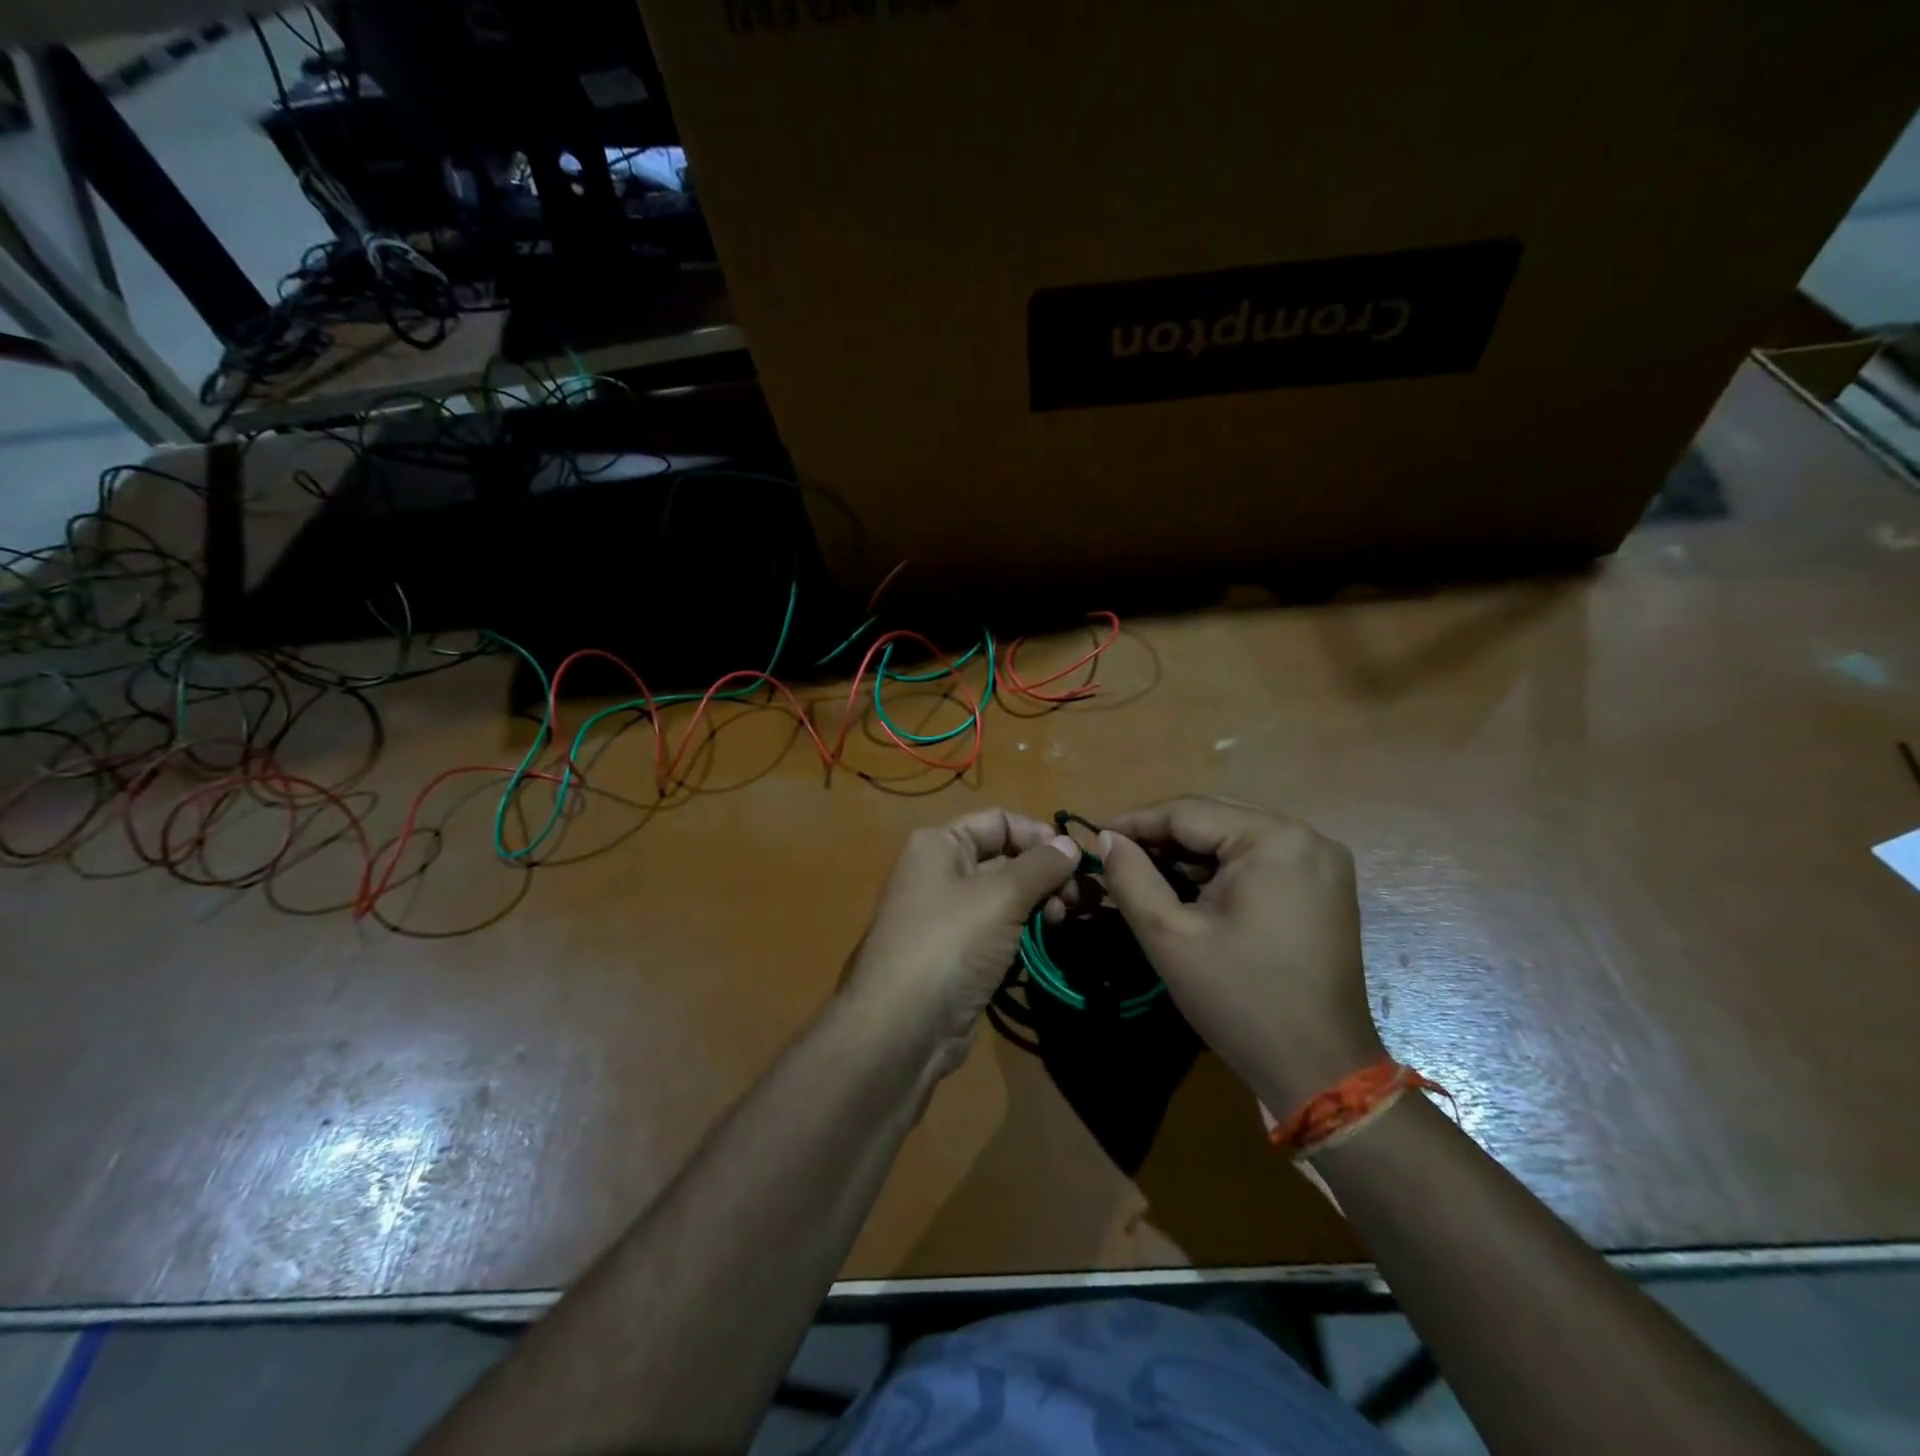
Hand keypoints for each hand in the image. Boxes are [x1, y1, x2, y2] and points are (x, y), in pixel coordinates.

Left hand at [844, 808, 1078, 1073]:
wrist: (902, 1026)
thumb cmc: (950, 942)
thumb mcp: (1001, 895)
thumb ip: (1041, 866)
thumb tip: (1069, 844)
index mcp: (940, 844)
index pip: (999, 821)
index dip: (1038, 835)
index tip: (1073, 860)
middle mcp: (941, 871)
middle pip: (1004, 857)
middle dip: (1044, 872)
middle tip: (1076, 899)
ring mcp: (948, 914)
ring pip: (1005, 895)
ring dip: (1038, 902)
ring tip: (1061, 920)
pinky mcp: (959, 952)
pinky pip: (998, 928)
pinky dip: (1024, 929)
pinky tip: (1045, 939)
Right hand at [1098, 797, 1384, 1111]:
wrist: (1319, 1070)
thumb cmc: (1240, 999)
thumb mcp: (1169, 936)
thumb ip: (1131, 878)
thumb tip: (1108, 839)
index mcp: (1273, 839)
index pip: (1188, 812)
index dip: (1135, 822)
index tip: (1095, 836)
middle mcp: (1307, 836)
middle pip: (1215, 819)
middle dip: (1163, 835)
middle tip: (1116, 855)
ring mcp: (1323, 861)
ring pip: (1237, 838)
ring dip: (1191, 853)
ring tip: (1146, 872)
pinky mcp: (1327, 887)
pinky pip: (1262, 859)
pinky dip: (1223, 868)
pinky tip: (1192, 889)